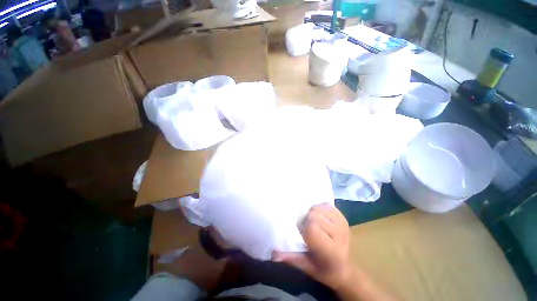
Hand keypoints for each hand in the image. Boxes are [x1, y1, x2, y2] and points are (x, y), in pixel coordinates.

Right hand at [273, 204, 351, 288]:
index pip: (312, 228)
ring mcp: (342, 222)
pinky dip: (319, 208)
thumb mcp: (307, 267)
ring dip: (312, 213)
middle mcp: (339, 234)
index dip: (302, 227)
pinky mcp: (343, 216)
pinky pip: (326, 205)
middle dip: (306, 219)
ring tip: (313, 223)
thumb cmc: (325, 270)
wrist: (346, 268)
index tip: (301, 233)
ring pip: (318, 207)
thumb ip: (291, 258)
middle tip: (305, 228)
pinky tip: (320, 218)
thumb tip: (273, 253)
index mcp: (330, 250)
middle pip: (314, 215)